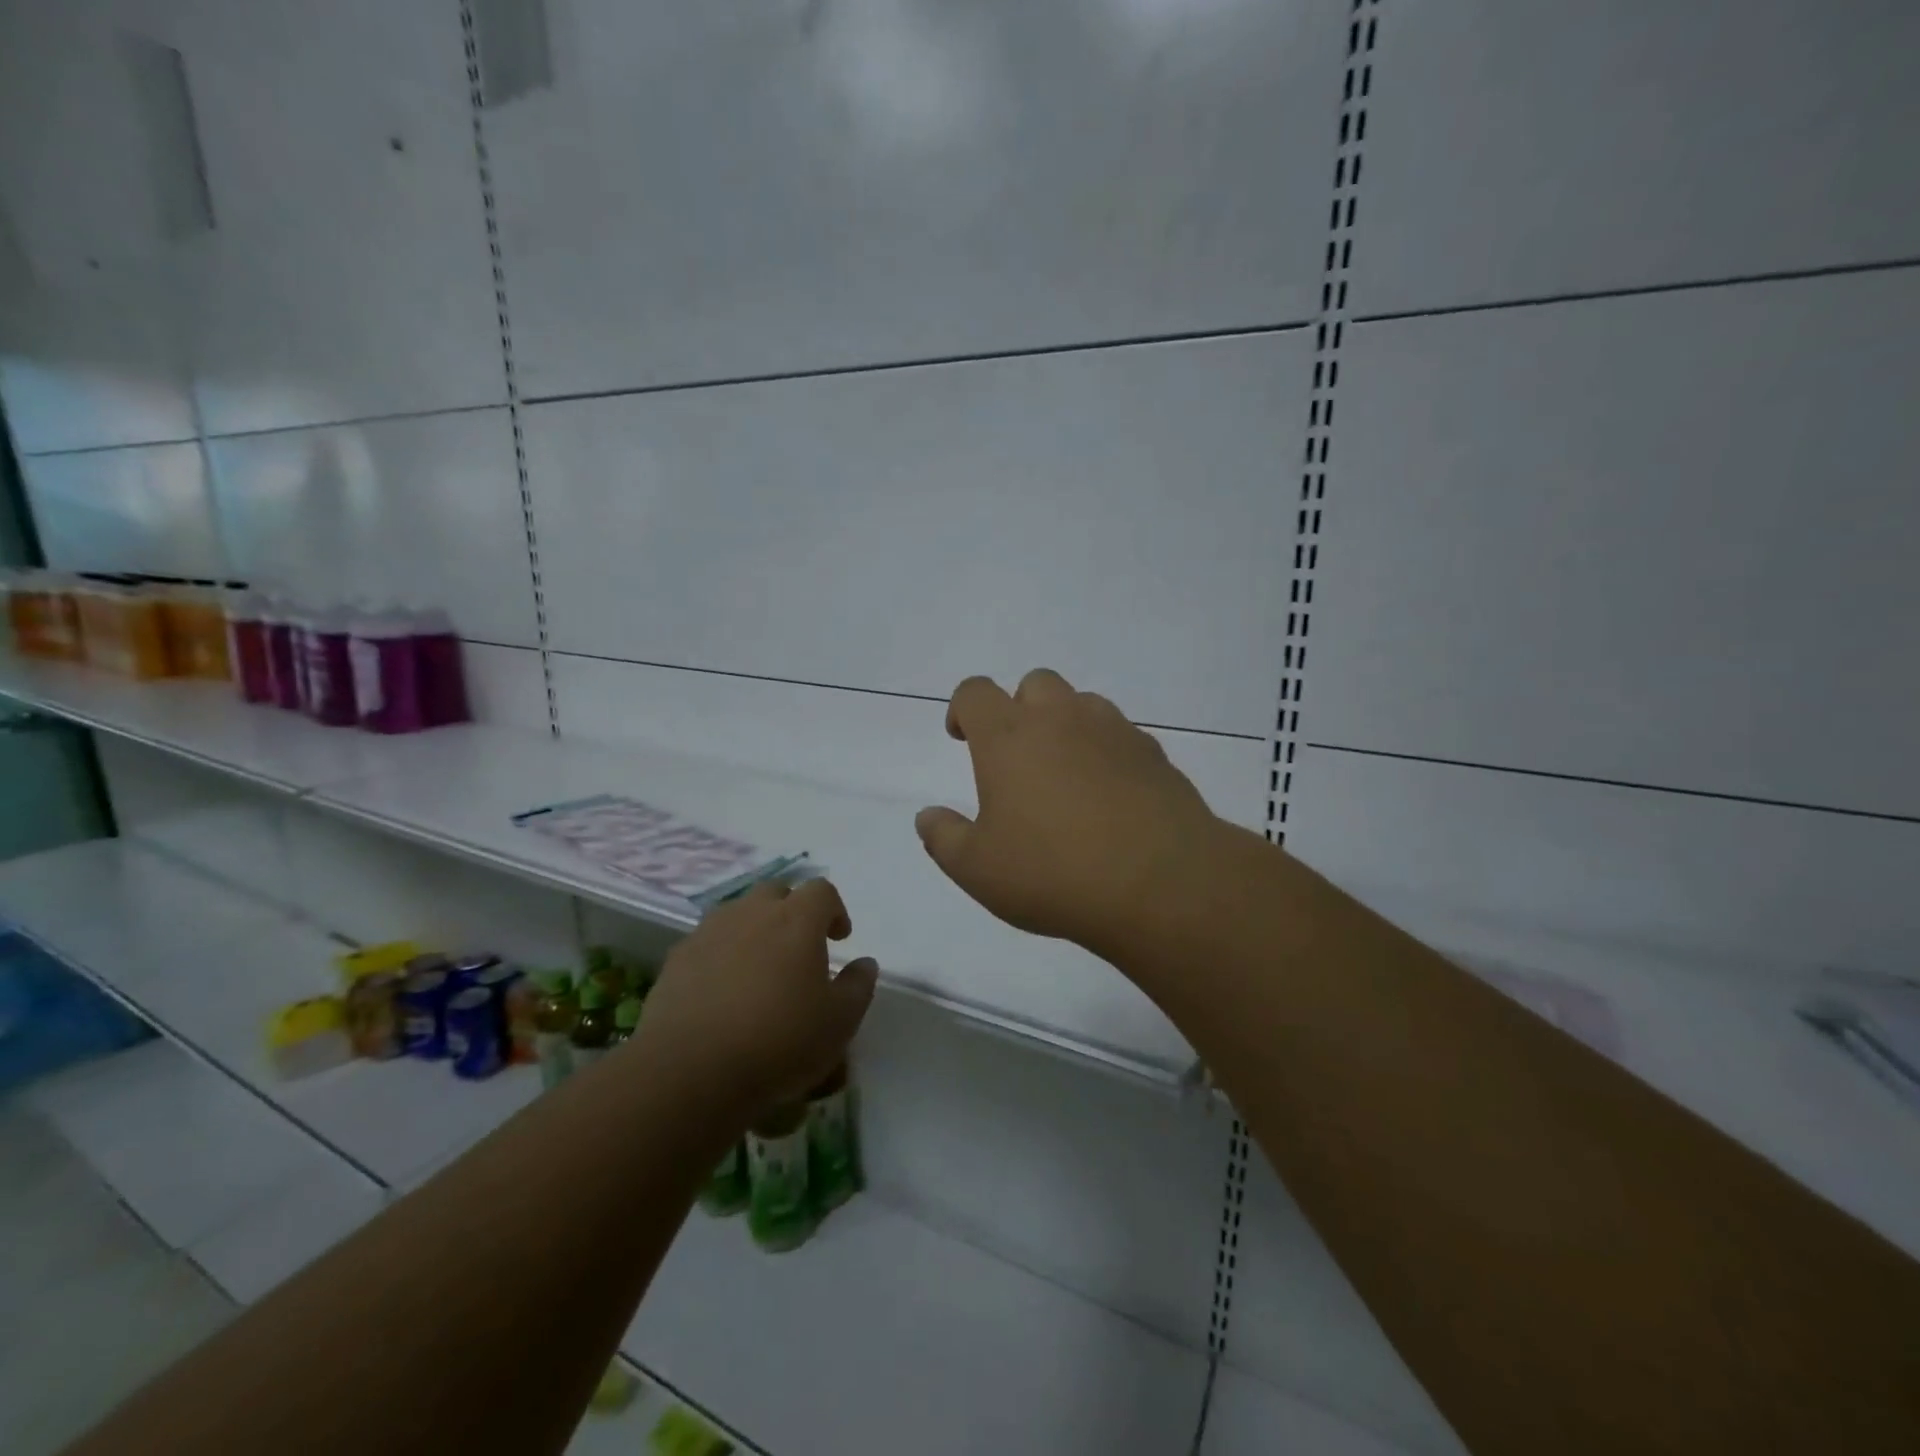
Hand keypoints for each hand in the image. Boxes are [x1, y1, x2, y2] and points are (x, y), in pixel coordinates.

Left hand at [636, 879, 877, 1116]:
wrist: (690, 1071)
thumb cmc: (779, 1041)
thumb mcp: (839, 1023)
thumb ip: (858, 986)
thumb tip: (865, 963)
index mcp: (797, 920)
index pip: (822, 891)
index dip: (834, 910)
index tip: (839, 939)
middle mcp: (752, 913)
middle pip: (776, 892)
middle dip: (791, 911)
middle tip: (798, 948)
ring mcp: (709, 932)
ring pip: (738, 914)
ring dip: (754, 930)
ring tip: (758, 969)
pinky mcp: (676, 959)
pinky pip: (707, 943)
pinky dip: (720, 955)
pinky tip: (722, 992)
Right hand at [915, 669, 1223, 953]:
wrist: (1160, 882)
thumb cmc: (1053, 872)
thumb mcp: (978, 869)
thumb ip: (943, 838)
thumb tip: (927, 817)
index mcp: (1008, 737)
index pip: (975, 692)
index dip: (962, 709)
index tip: (961, 738)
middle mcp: (1060, 719)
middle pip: (1034, 684)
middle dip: (1019, 709)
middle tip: (1017, 758)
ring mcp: (1113, 731)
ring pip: (1082, 703)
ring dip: (1066, 725)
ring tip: (1065, 775)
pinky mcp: (1153, 753)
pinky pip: (1120, 735)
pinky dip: (1106, 751)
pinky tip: (1109, 796)